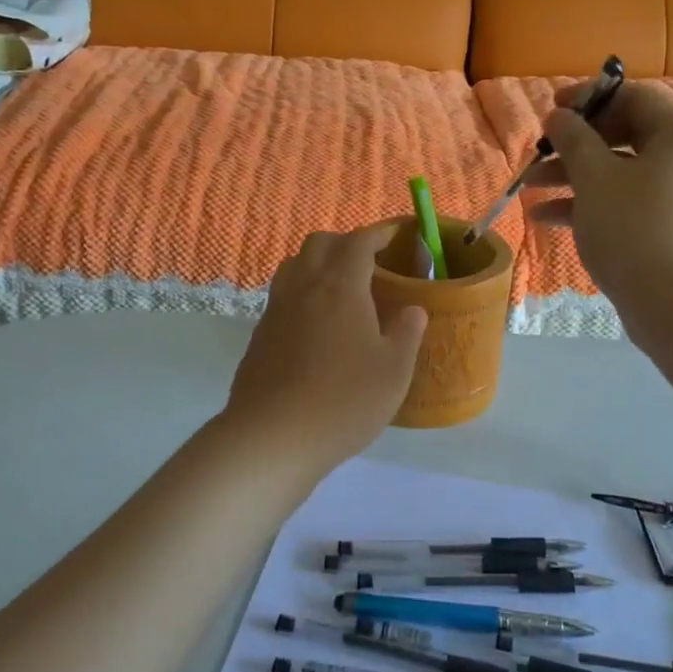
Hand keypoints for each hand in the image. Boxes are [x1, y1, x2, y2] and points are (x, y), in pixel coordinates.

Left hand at [223, 226, 427, 478]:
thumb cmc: (343, 401)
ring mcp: (276, 310)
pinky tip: (317, 326)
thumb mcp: (393, 371)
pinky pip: (282, 296)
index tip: (396, 234)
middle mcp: (304, 288)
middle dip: (346, 243)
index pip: (358, 242)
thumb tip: (413, 310)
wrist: (271, 438)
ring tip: (341, 289)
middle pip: (320, 244)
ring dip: (318, 264)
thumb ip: (407, 333)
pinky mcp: (259, 335)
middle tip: (370, 263)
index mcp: (340, 287)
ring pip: (295, 266)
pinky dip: (302, 294)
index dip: (379, 233)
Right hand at [525, 80, 672, 313]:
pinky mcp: (666, 229)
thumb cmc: (633, 227)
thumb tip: (559, 115)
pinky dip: (589, 204)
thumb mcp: (594, 177)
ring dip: (572, 176)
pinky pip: (624, 203)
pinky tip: (544, 217)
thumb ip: (573, 139)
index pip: (634, 98)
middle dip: (575, 144)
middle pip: (624, 135)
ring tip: (528, 186)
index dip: (589, 98)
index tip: (552, 110)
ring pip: (619, 173)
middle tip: (540, 150)